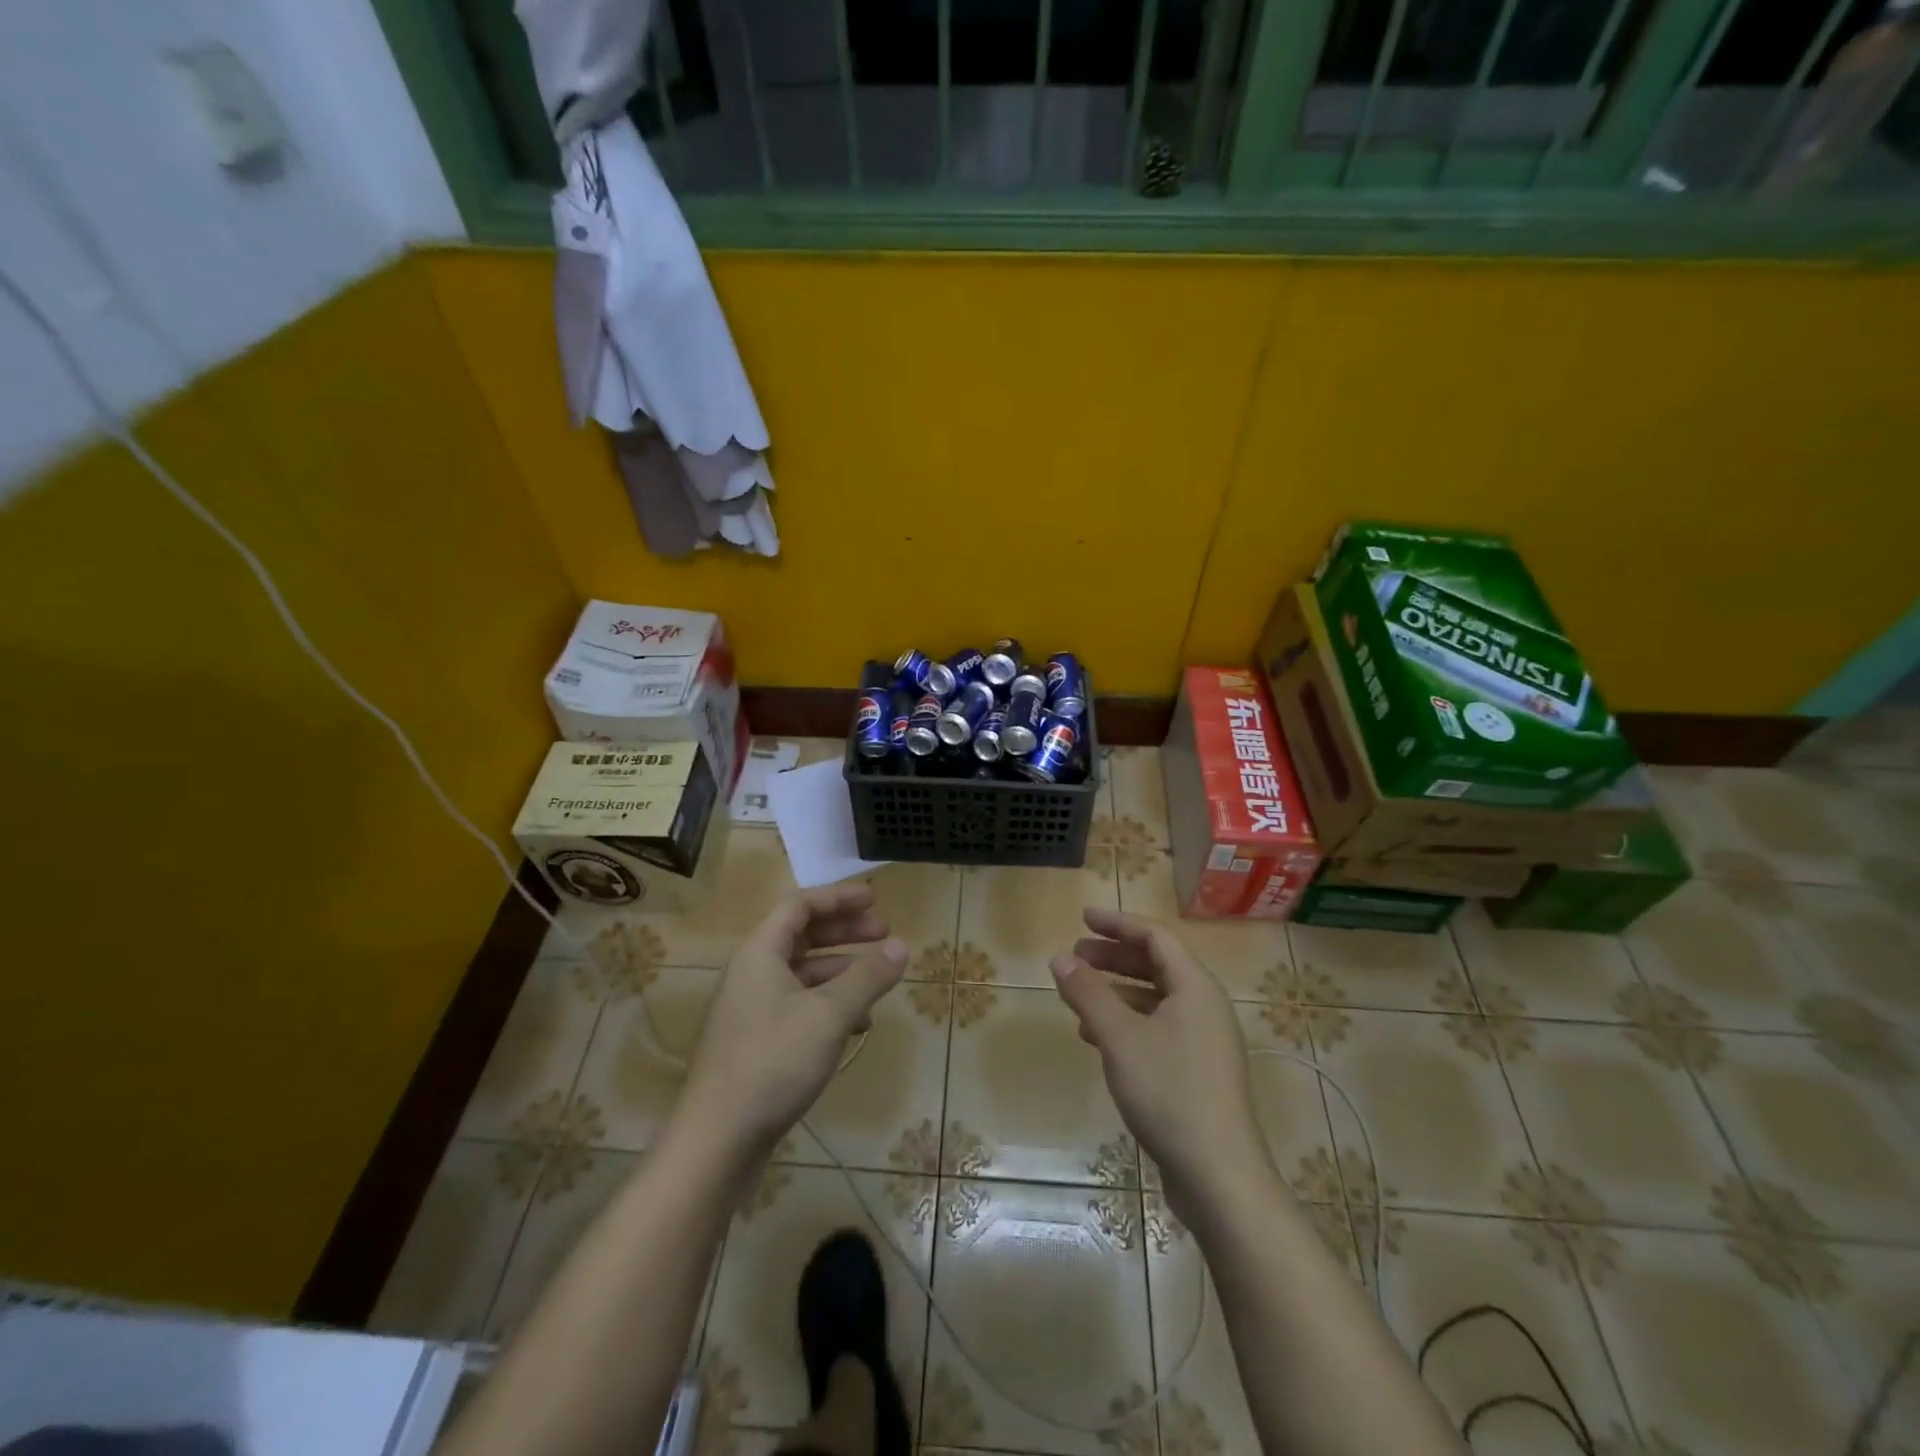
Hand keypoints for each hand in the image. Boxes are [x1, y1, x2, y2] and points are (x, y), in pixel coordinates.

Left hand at [678, 884, 907, 1159]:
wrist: (717, 1141)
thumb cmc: (773, 1063)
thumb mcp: (830, 1015)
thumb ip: (868, 977)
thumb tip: (901, 947)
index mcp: (760, 954)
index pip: (800, 906)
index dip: (838, 897)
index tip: (875, 899)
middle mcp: (751, 974)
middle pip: (802, 936)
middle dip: (845, 932)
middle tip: (884, 934)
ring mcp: (751, 1010)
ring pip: (802, 974)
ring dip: (841, 971)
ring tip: (878, 981)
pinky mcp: (756, 1042)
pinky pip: (798, 1006)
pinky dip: (829, 1005)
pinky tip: (857, 1025)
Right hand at [1050, 907, 1269, 1217]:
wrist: (1219, 1176)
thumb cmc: (1169, 1092)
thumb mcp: (1119, 1037)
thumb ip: (1088, 993)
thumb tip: (1060, 958)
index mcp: (1195, 987)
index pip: (1155, 937)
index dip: (1118, 923)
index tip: (1082, 919)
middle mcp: (1205, 1007)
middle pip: (1156, 966)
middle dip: (1113, 957)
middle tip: (1074, 956)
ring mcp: (1204, 1042)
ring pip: (1155, 1000)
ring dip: (1116, 992)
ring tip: (1077, 997)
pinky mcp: (1198, 1072)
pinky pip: (1158, 1030)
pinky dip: (1126, 1024)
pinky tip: (1096, 1038)